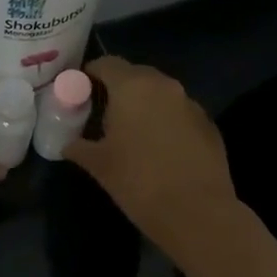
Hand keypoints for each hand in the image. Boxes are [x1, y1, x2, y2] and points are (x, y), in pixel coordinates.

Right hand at [65, 56, 242, 259]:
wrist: (196, 212)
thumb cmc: (138, 181)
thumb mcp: (99, 165)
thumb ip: (78, 147)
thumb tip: (67, 143)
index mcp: (133, 87)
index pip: (106, 64)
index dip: (90, 74)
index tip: (80, 91)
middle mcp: (164, 86)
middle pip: (135, 75)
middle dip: (118, 88)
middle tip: (103, 112)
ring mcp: (191, 104)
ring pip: (160, 94)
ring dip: (144, 105)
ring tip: (131, 132)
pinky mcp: (209, 125)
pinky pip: (179, 113)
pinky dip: (166, 121)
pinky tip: (159, 148)